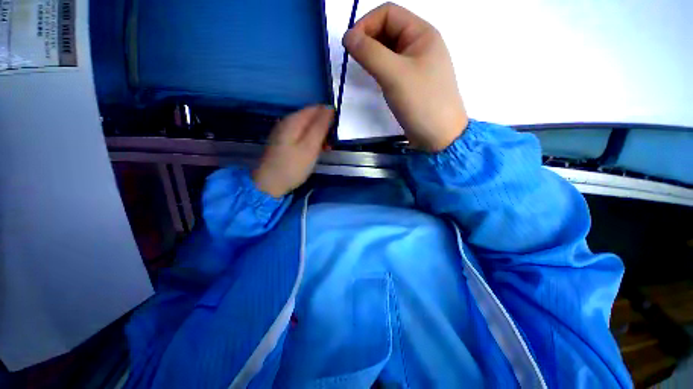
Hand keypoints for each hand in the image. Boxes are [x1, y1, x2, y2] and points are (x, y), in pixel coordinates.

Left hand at [253, 106, 333, 197]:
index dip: (329, 117)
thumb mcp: (310, 146)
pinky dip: (311, 142)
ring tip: (327, 149)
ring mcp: (284, 133)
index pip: (316, 108)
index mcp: (294, 120)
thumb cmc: (293, 166)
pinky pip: (301, 136)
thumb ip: (320, 126)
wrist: (270, 184)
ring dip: (319, 136)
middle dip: (324, 128)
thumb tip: (329, 108)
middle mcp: (287, 122)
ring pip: (307, 128)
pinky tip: (316, 151)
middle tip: (332, 143)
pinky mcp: (284, 143)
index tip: (337, 131)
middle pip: (311, 117)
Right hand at [343, 3, 467, 151]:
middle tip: (355, 60)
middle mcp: (420, 44)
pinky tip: (375, 79)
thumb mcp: (395, 75)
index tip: (350, 45)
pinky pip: (392, 67)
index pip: (388, 13)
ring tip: (363, 70)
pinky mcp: (411, 82)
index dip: (366, 24)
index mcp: (422, 33)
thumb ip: (370, 53)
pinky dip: (380, 69)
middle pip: (388, 30)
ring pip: (388, 50)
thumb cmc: (421, 103)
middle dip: (368, 40)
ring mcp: (416, 65)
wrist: (439, 136)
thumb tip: (348, 37)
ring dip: (373, 56)